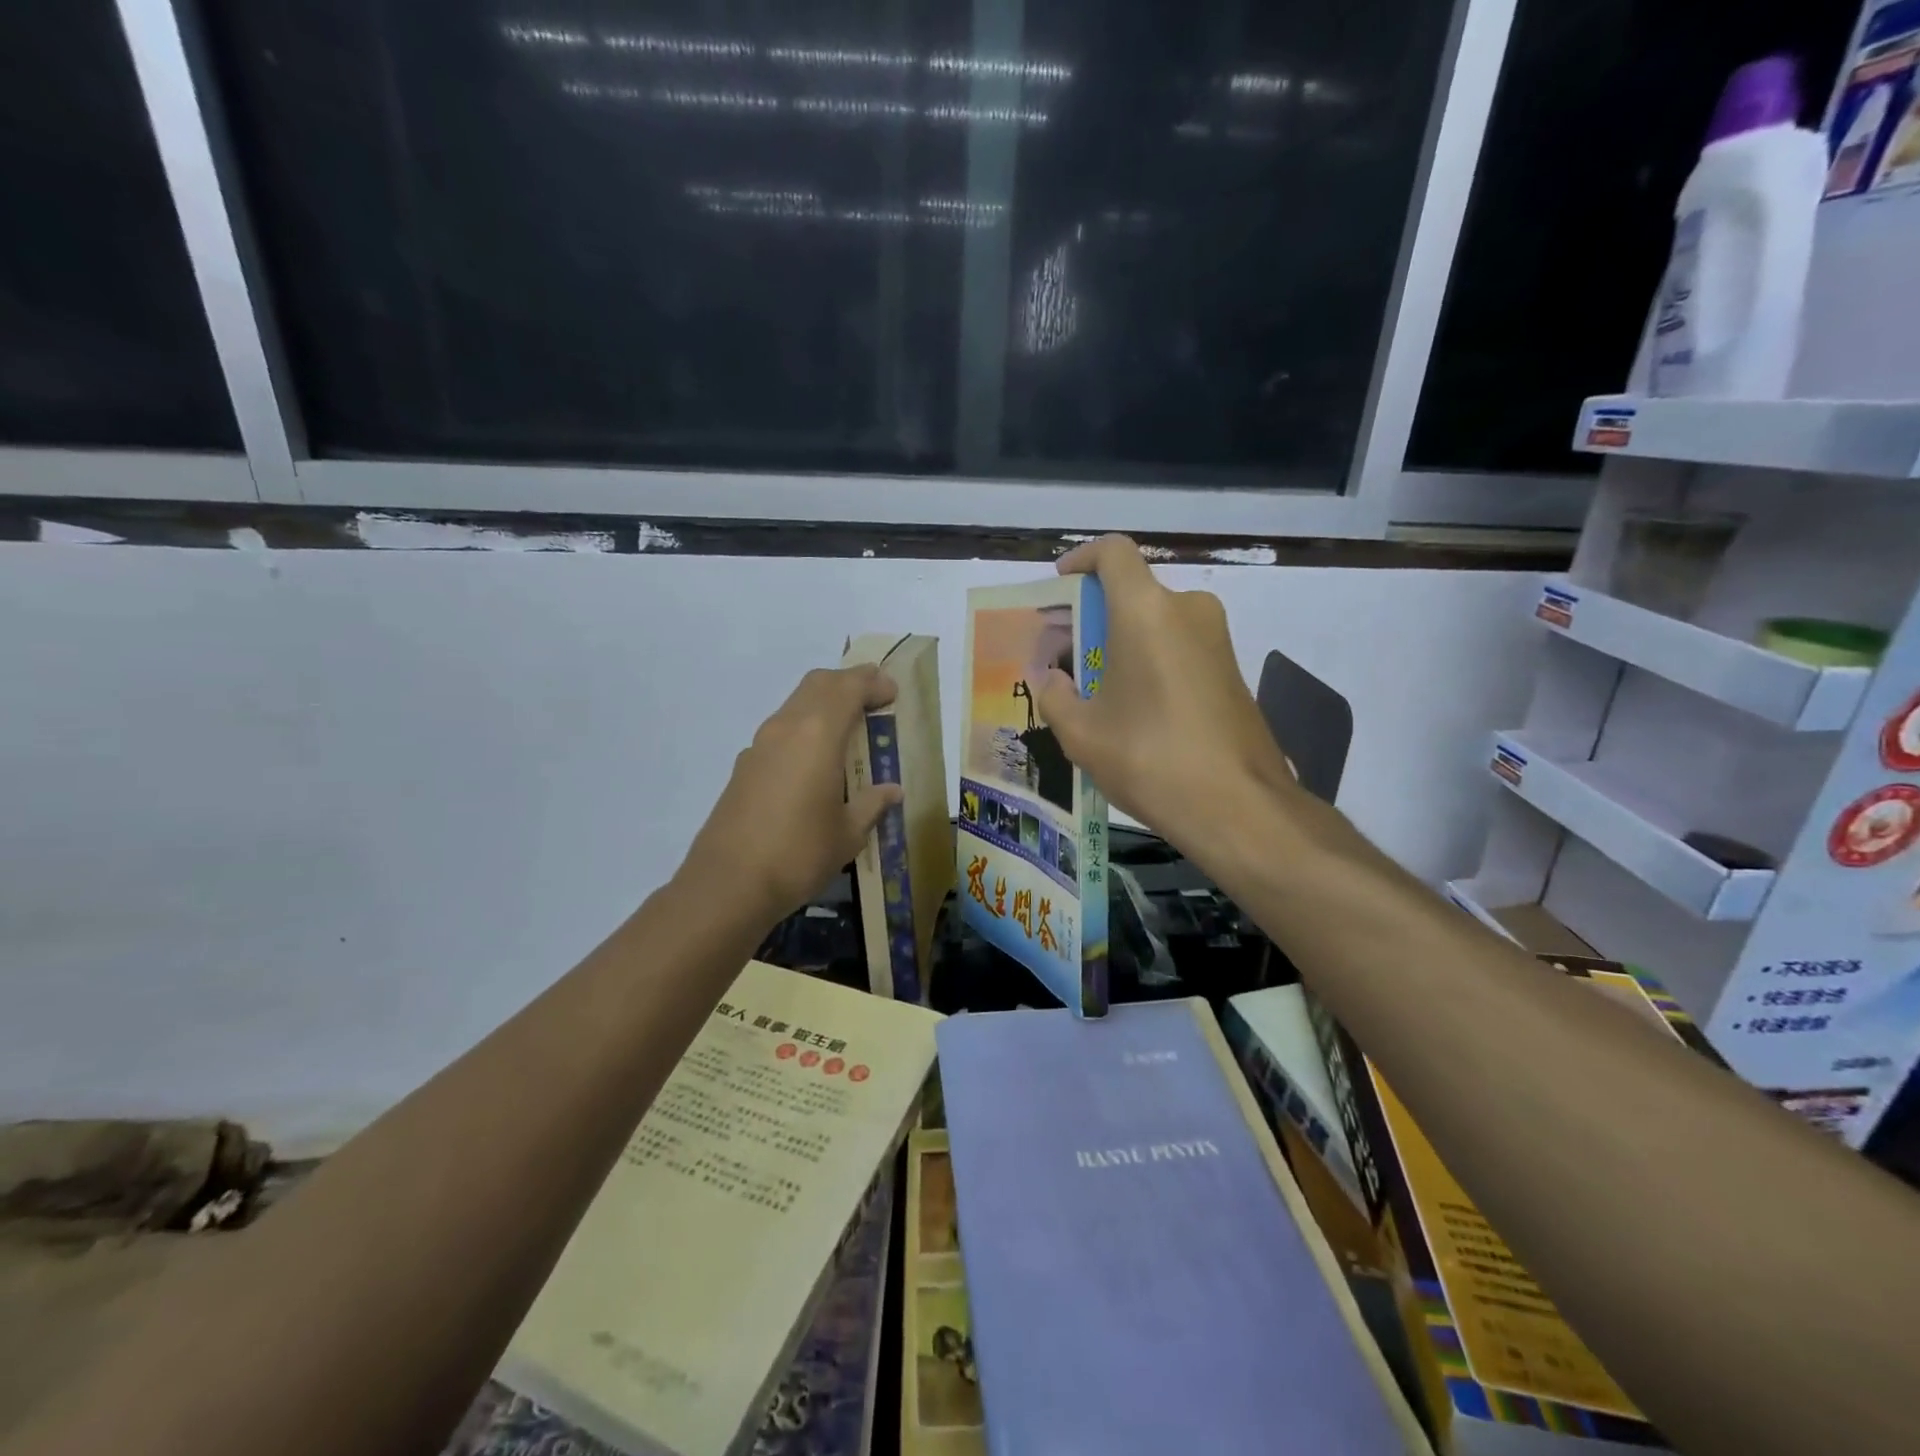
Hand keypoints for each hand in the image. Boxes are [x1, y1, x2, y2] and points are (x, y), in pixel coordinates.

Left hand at [681, 665, 903, 926]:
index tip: (892, 693)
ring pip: (796, 705)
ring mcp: (760, 745)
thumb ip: (872, 804)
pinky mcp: (745, 766)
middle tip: (874, 699)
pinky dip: (805, 729)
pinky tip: (816, 763)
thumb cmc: (799, 854)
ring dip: (824, 704)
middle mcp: (786, 728)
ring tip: (849, 729)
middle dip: (849, 683)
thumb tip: (892, 791)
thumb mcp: (848, 833)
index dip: (873, 683)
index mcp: (818, 734)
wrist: (728, 884)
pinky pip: (781, 731)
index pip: (848, 688)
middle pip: (818, 684)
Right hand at [1035, 535, 1302, 859]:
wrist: (1240, 807)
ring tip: (1095, 692)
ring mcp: (1217, 640)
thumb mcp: (1082, 734)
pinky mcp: (1232, 670)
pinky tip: (1135, 711)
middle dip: (1095, 616)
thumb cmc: (1150, 758)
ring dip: (1123, 644)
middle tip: (1066, 657)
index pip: (1113, 553)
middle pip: (1133, 593)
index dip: (1082, 558)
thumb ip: (1055, 696)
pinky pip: (1180, 648)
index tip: (1061, 583)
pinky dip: (1151, 662)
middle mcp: (1187, 610)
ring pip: (1157, 623)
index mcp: (1146, 611)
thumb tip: (1052, 680)